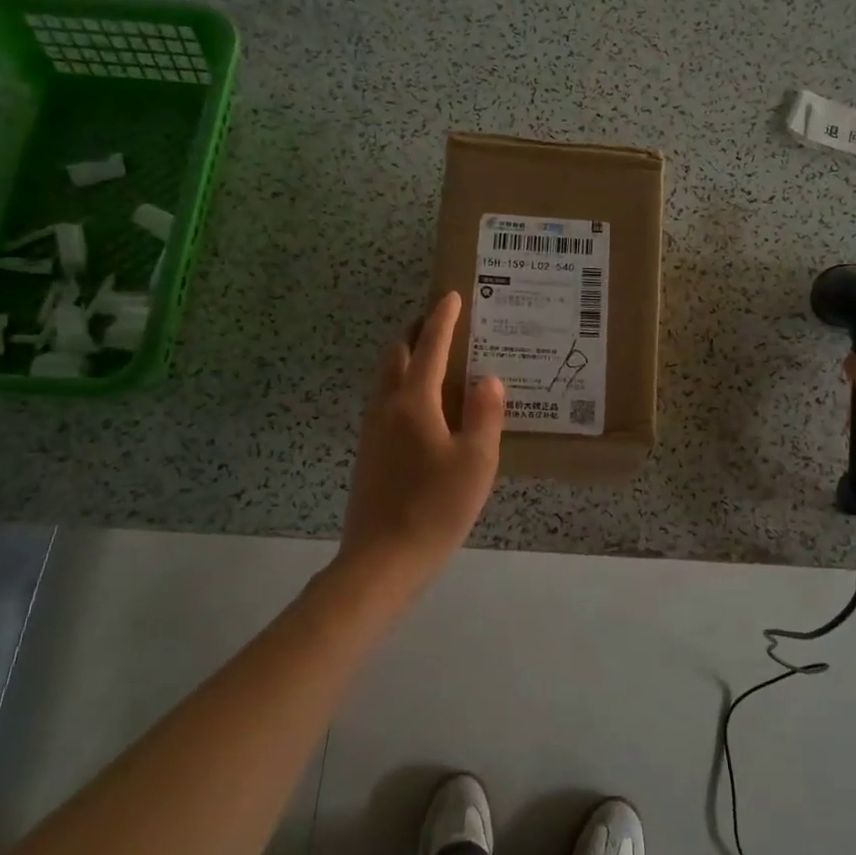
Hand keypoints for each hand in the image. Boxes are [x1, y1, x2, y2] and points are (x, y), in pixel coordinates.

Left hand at [337, 291, 503, 588]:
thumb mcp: (476, 461)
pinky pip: (385, 401)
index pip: (429, 347)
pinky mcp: (369, 453)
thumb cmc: (436, 507)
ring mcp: (372, 430)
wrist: (384, 558)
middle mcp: (386, 407)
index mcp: (414, 402)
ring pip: (385, 378)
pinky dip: (402, 385)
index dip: (442, 320)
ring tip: (432, 357)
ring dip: (405, 358)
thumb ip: (484, 414)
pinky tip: (422, 406)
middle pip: (396, 355)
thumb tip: (487, 379)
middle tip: (440, 322)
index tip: (451, 296)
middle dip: (416, 332)